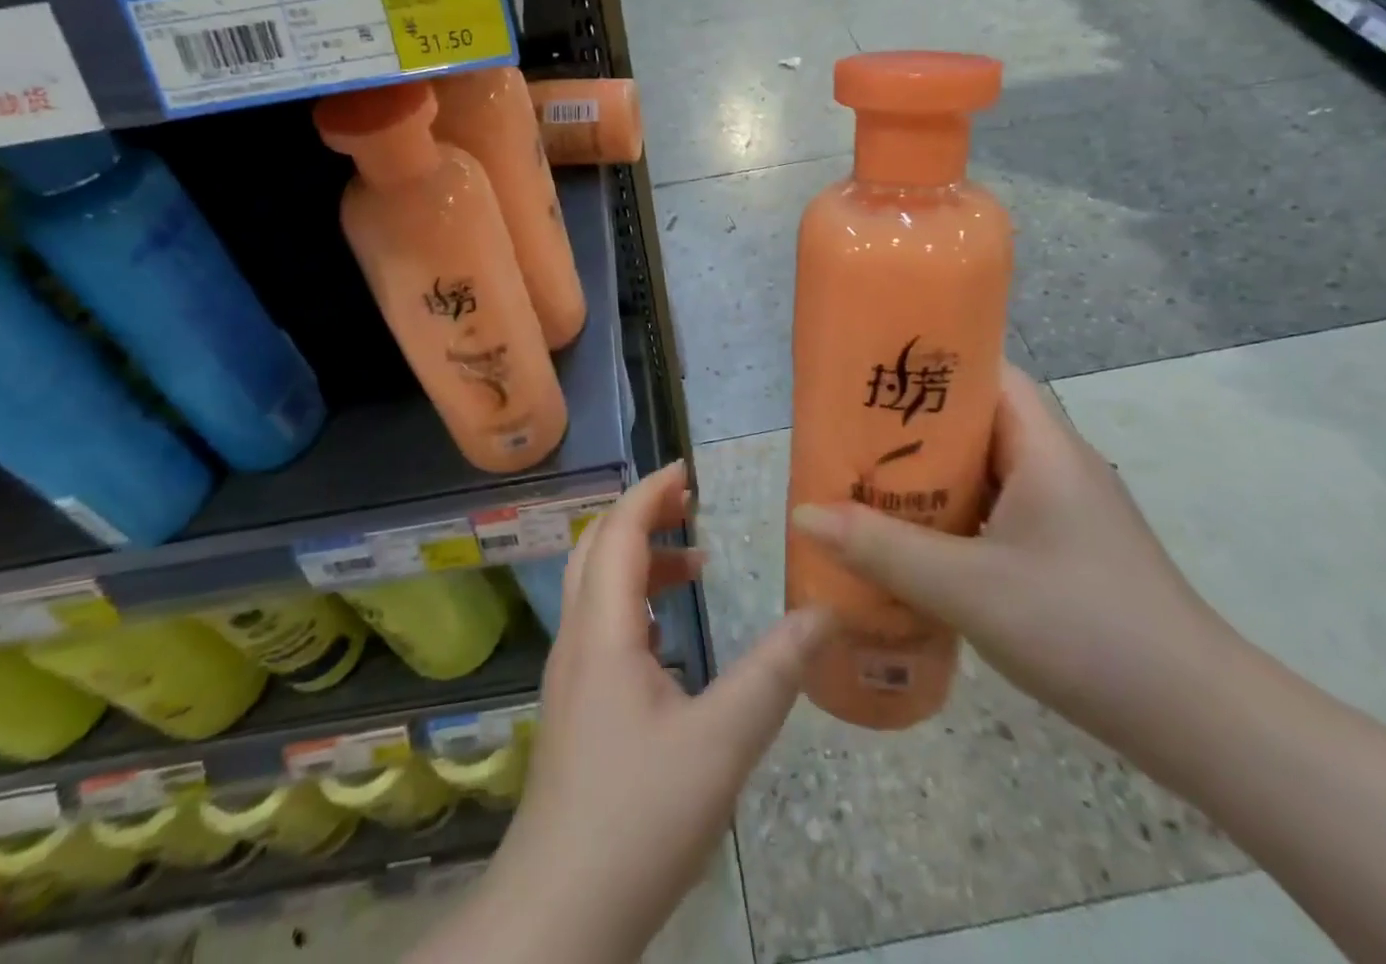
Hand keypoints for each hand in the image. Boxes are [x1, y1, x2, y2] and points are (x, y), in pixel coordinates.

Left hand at [450, 462, 829, 963]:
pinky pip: (601, 624)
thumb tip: (826, 613)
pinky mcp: (574, 708)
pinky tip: (671, 636)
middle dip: (642, 514)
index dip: (651, 492)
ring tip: (695, 564)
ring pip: (597, 587)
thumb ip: (774, 673)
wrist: (559, 916)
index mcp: (603, 631)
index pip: (620, 532)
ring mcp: (570, 675)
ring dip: (640, 560)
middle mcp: (578, 640)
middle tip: (691, 503)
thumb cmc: (638, 817)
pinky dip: (636, 602)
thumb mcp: (721, 743)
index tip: (688, 469)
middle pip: (598, 548)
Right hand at [791, 369, 1227, 745]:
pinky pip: (994, 508)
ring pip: (983, 468)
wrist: (1199, 722)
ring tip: (865, 481)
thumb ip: (883, 549)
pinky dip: (952, 512)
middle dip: (912, 424)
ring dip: (930, 473)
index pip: (986, 371)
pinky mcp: (1063, 547)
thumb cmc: (1084, 629)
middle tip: (849, 433)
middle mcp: (1055, 463)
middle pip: (976, 418)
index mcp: (1044, 445)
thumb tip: (803, 514)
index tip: (870, 373)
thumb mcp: (969, 587)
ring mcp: (1063, 508)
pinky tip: (913, 540)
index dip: (930, 364)